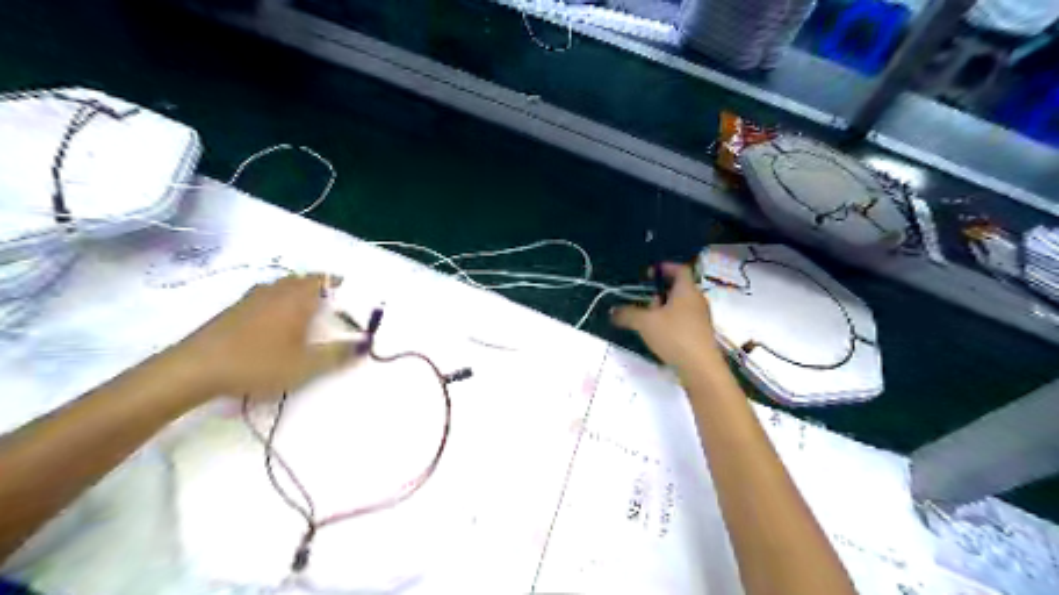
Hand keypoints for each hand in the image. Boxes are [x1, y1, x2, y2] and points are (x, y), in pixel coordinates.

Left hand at [174, 271, 354, 398]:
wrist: (194, 369)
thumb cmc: (258, 363)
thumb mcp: (305, 365)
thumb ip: (338, 354)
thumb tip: (365, 344)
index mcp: (296, 299)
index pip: (323, 279)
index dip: (339, 283)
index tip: (351, 294)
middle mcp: (275, 291)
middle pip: (302, 280)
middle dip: (320, 288)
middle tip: (333, 306)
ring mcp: (251, 298)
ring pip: (282, 287)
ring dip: (298, 294)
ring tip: (307, 313)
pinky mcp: (234, 310)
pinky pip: (266, 297)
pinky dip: (279, 302)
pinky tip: (276, 324)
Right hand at [609, 266, 724, 376]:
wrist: (700, 367)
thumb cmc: (674, 336)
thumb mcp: (645, 323)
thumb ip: (627, 315)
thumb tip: (613, 311)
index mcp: (687, 290)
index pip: (679, 269)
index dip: (664, 267)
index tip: (649, 273)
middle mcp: (697, 300)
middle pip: (679, 288)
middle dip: (660, 293)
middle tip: (646, 301)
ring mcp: (701, 318)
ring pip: (681, 306)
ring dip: (664, 309)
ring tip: (649, 321)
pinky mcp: (701, 334)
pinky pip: (684, 321)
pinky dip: (671, 323)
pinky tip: (660, 336)